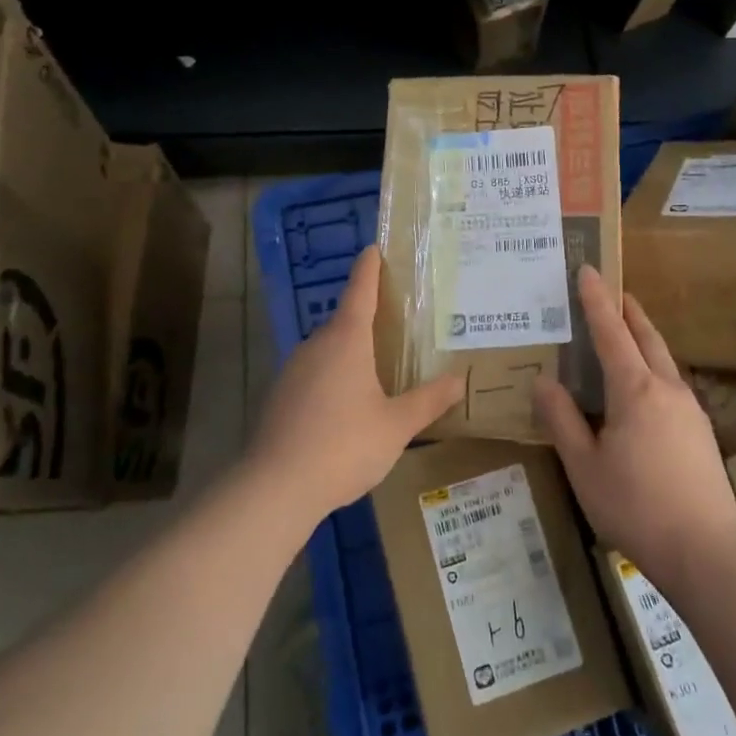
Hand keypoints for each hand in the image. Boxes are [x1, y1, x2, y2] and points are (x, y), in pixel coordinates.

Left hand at [248, 245, 464, 520]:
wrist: (276, 487)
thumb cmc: (344, 446)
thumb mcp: (397, 425)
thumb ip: (428, 400)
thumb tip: (459, 379)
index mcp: (347, 340)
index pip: (360, 290)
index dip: (369, 268)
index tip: (374, 248)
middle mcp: (317, 345)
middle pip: (345, 320)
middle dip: (368, 316)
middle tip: (399, 320)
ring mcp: (293, 370)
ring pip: (329, 349)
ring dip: (351, 350)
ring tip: (379, 365)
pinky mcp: (281, 396)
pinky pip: (314, 372)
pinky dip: (334, 375)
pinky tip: (348, 403)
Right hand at [534, 266, 735, 583]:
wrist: (706, 551)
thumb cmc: (635, 506)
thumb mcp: (584, 466)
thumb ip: (562, 420)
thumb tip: (543, 381)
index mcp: (635, 390)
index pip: (611, 333)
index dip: (596, 301)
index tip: (588, 270)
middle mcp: (666, 388)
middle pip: (646, 336)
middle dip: (627, 310)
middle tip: (611, 290)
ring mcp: (689, 408)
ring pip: (663, 357)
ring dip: (643, 336)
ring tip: (626, 329)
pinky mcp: (700, 430)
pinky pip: (671, 380)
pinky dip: (653, 364)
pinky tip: (643, 384)